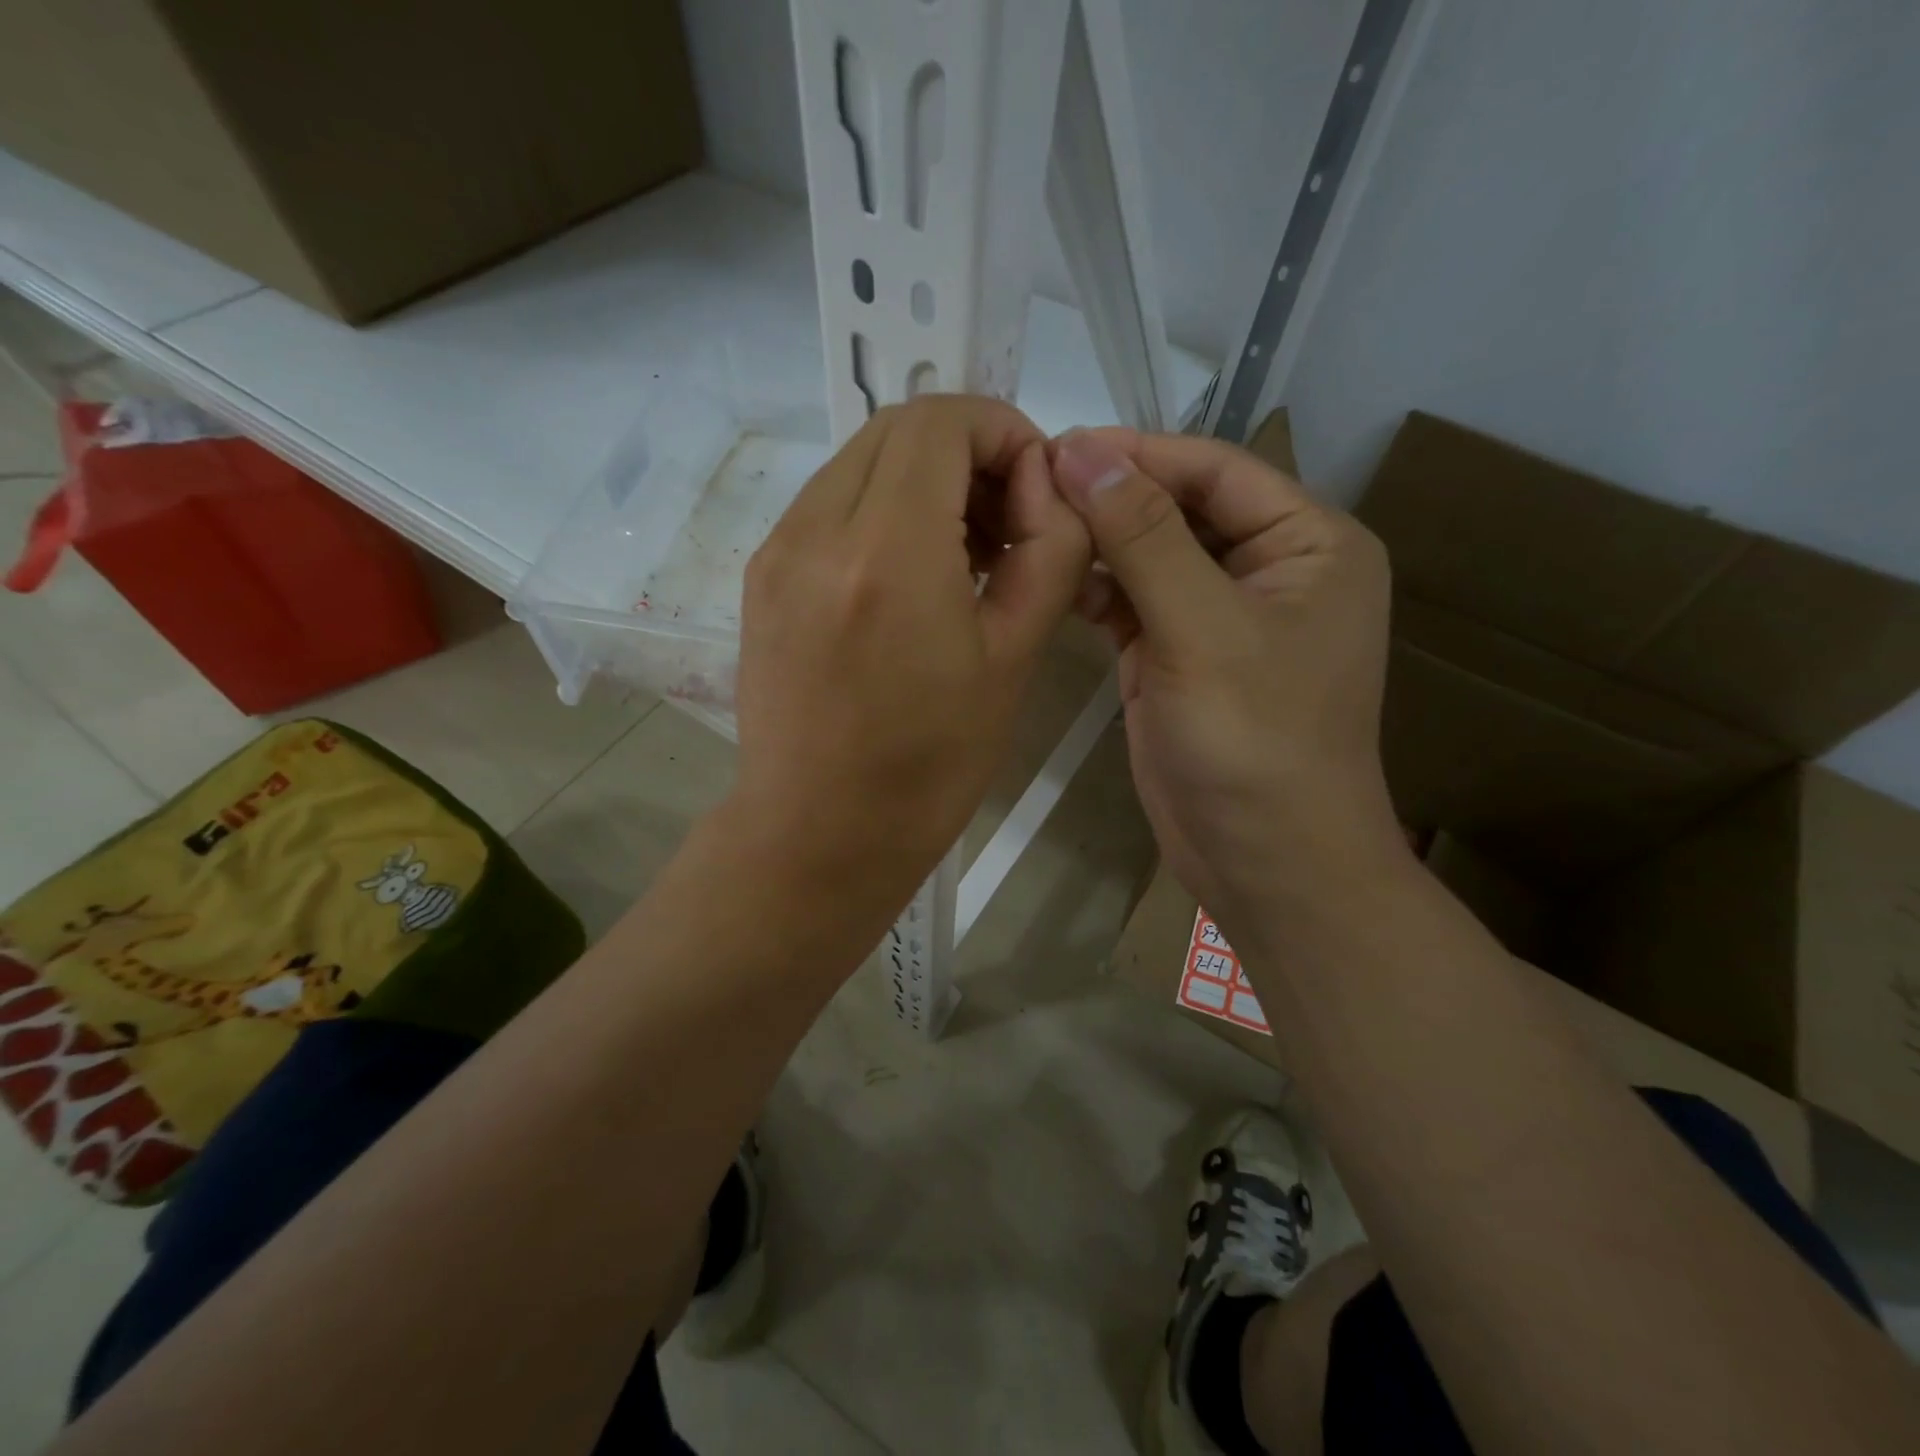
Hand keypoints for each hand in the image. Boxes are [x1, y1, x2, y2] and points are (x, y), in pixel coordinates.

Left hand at [727, 397, 1090, 912]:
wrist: (820, 834)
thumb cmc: (930, 765)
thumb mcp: (1014, 660)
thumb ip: (1049, 552)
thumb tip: (1047, 489)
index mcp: (887, 553)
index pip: (941, 421)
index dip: (1003, 430)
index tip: (1036, 489)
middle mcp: (816, 531)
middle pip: (897, 428)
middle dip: (967, 451)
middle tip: (1008, 521)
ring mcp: (777, 551)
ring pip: (860, 462)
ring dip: (923, 480)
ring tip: (965, 552)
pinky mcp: (761, 577)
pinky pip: (829, 505)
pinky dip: (881, 510)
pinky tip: (912, 574)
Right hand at [1049, 429, 1404, 918]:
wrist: (1264, 860)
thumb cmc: (1255, 741)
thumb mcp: (1203, 628)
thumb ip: (1144, 536)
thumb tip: (1081, 450)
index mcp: (1309, 543)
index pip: (1216, 470)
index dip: (1139, 453)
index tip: (1058, 444)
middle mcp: (1270, 569)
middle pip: (1180, 510)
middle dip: (1112, 498)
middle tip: (1032, 485)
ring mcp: (1220, 616)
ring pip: (1151, 556)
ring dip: (1099, 544)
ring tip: (1032, 528)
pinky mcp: (1179, 657)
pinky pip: (1135, 604)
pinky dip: (1098, 592)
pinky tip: (1055, 581)